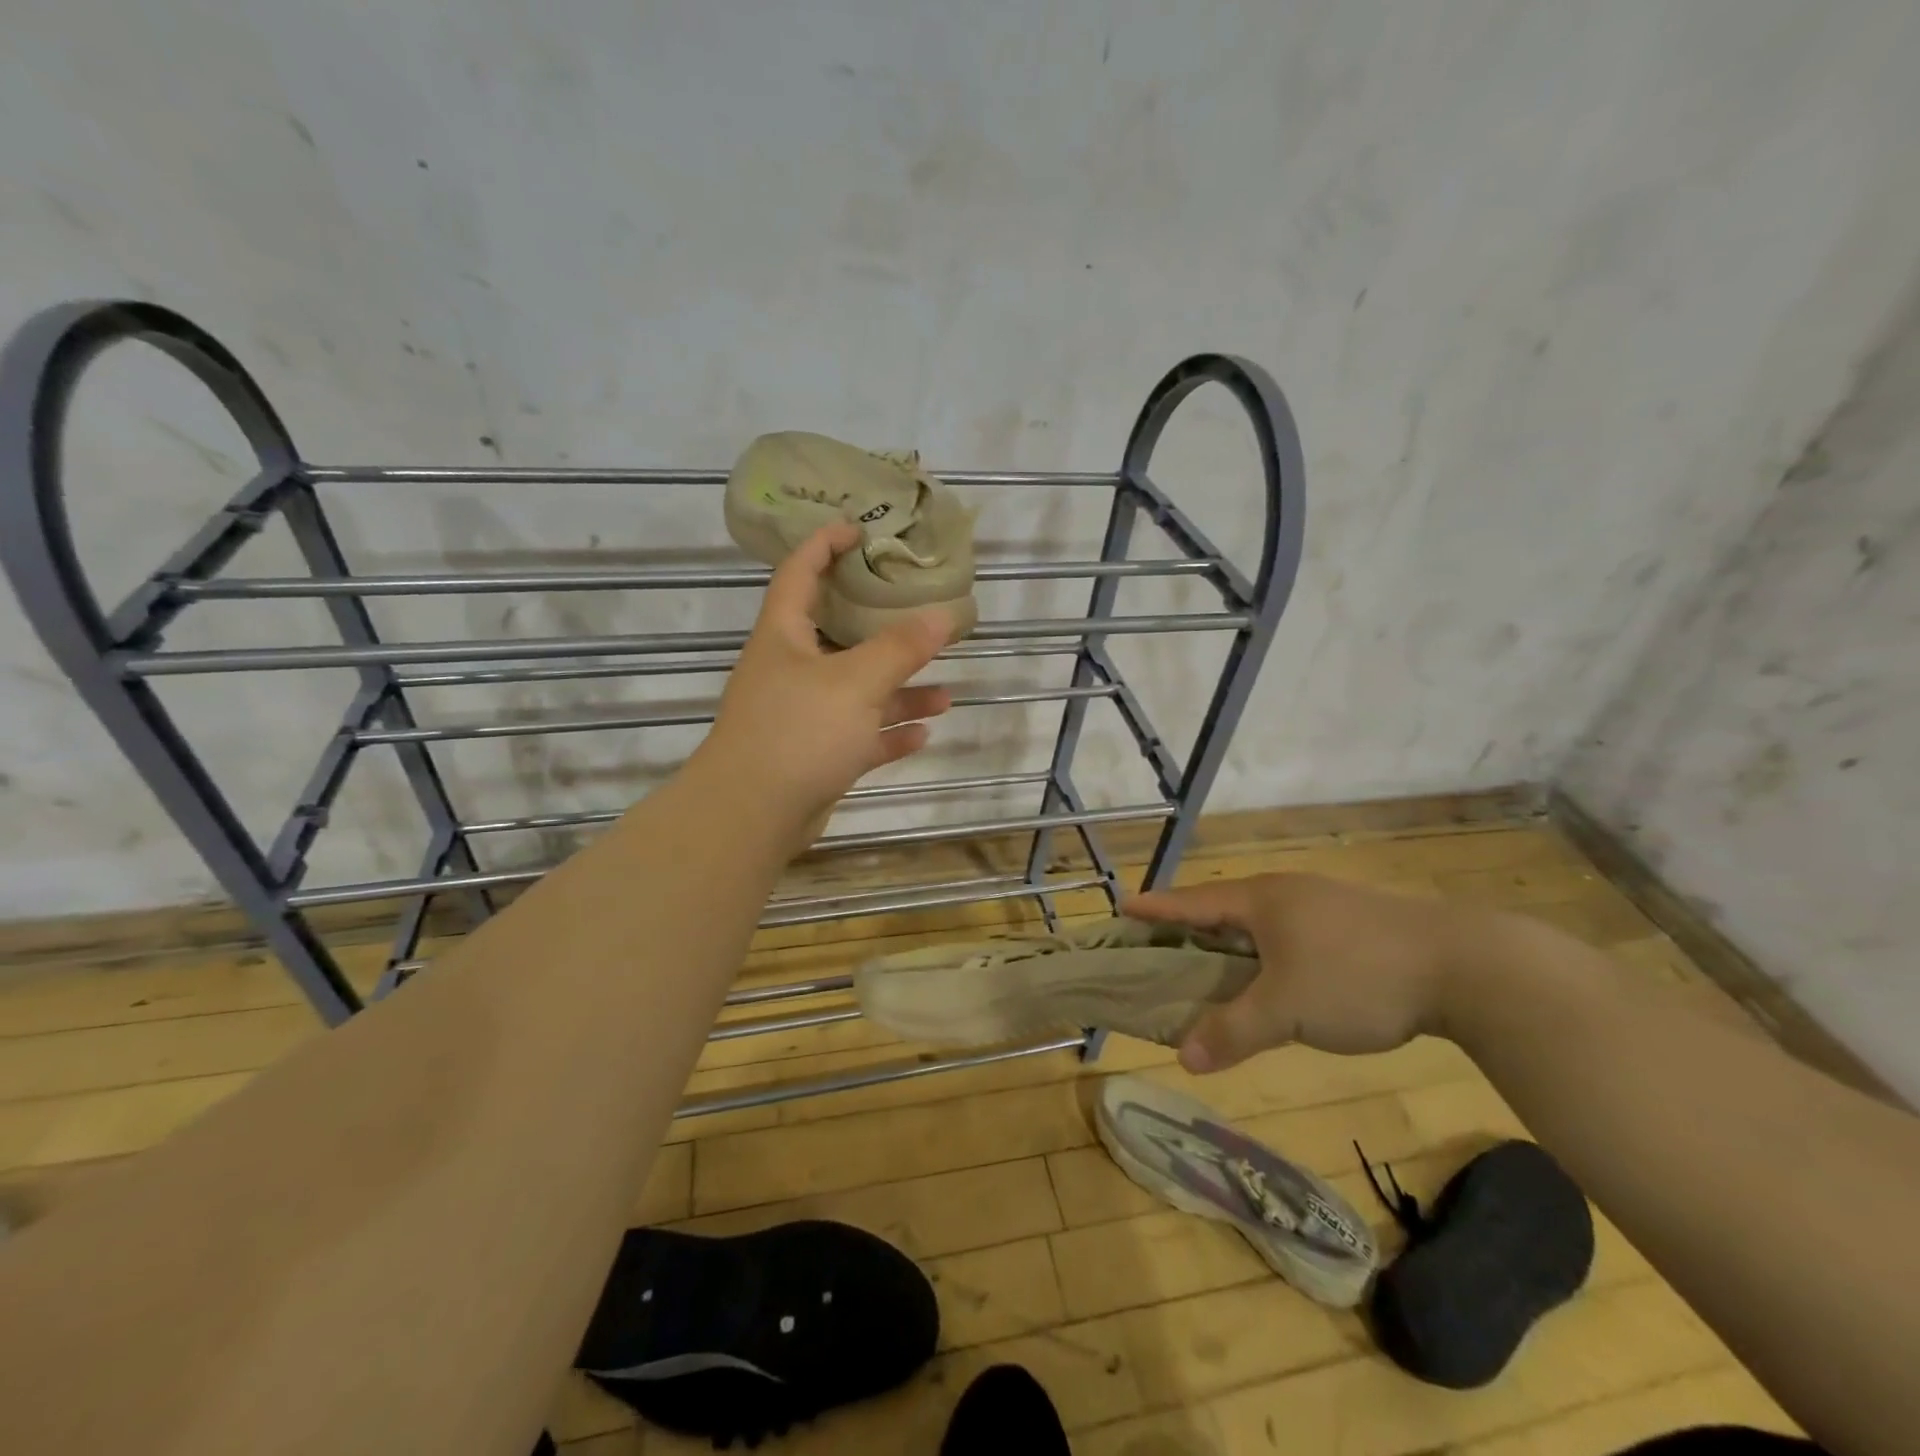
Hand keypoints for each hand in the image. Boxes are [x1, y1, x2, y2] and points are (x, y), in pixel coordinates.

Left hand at [695, 522, 953, 850]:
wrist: (752, 815)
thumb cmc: (798, 731)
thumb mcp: (855, 682)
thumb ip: (900, 648)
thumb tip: (943, 615)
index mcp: (784, 635)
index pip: (800, 573)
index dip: (825, 544)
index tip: (860, 530)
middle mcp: (790, 669)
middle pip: (838, 635)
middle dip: (881, 627)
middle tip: (920, 612)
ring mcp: (802, 715)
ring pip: (858, 692)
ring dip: (899, 691)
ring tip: (945, 692)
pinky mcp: (814, 756)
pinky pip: (858, 736)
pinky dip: (888, 733)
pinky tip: (923, 733)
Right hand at [1124, 874, 1482, 1071]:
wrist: (1466, 966)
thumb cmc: (1357, 977)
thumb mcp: (1287, 1010)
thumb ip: (1233, 1031)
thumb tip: (1183, 1056)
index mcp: (1261, 900)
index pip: (1192, 902)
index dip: (1157, 909)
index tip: (1123, 906)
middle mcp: (1286, 892)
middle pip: (1223, 907)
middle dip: (1190, 926)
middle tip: (1162, 946)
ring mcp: (1324, 903)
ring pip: (1260, 920)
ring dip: (1231, 940)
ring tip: (1214, 964)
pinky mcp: (1355, 922)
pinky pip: (1291, 932)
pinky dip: (1266, 951)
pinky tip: (1278, 974)